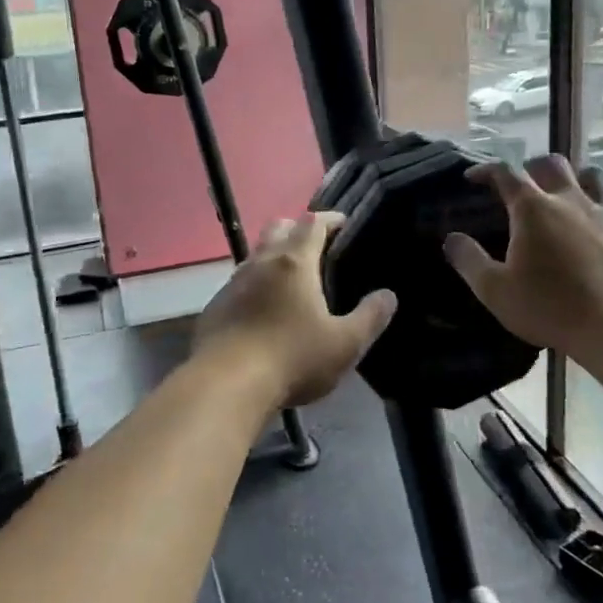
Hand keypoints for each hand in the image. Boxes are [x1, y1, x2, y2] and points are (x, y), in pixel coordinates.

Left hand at [192, 213, 397, 411]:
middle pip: (277, 227)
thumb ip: (370, 317)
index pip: (312, 222)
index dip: (329, 219)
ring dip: (273, 258)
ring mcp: (232, 283)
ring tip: (291, 282)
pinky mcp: (215, 306)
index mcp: (294, 262)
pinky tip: (263, 312)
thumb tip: (388, 296)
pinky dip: (254, 287)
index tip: (342, 224)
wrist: (225, 384)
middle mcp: (260, 262)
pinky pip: (238, 284)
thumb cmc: (292, 358)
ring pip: (255, 255)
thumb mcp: (344, 344)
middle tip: (316, 247)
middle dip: (297, 229)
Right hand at [443, 155, 602, 365]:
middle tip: (519, 186)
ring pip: (587, 176)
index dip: (486, 170)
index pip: (505, 172)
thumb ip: (469, 260)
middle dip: (530, 167)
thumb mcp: (495, 290)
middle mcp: (569, 200)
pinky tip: (590, 227)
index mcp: (533, 208)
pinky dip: (594, 206)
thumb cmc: (550, 307)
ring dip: (568, 180)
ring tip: (558, 198)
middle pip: (550, 164)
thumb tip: (451, 238)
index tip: (472, 178)